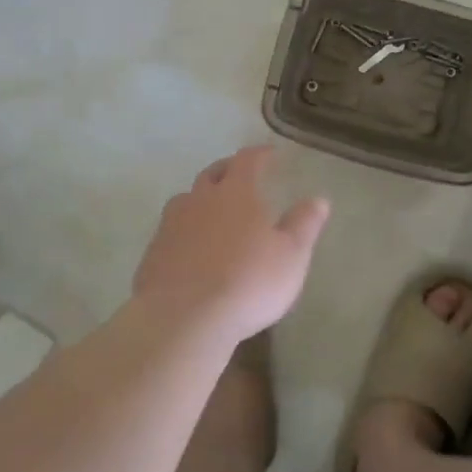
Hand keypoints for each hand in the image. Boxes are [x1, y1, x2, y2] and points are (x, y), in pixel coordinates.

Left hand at [131, 147, 330, 341]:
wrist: (184, 318)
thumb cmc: (248, 282)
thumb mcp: (291, 256)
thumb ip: (304, 225)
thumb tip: (318, 199)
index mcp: (236, 193)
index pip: (247, 160)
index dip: (259, 154)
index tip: (269, 153)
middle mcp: (200, 199)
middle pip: (212, 174)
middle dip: (227, 170)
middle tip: (239, 176)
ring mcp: (171, 224)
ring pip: (186, 200)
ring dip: (200, 199)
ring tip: (212, 211)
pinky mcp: (153, 252)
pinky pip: (170, 230)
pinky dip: (184, 230)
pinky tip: (191, 248)